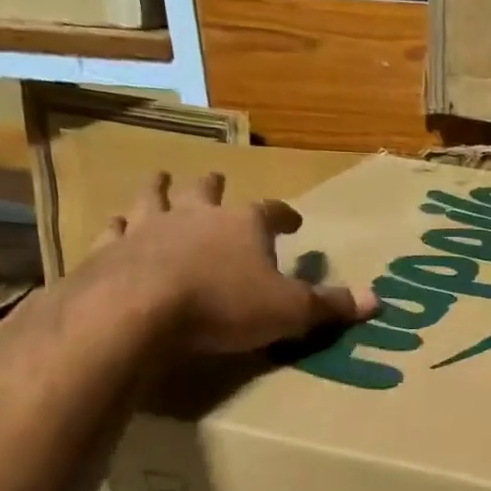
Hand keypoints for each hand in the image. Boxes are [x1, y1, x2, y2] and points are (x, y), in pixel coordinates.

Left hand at [92, 171, 376, 353]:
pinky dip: (118, 226)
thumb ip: (329, 305)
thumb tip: (377, 301)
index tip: (293, 220)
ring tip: (161, 179)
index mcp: (243, 224)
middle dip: (215, 186)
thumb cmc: (225, 305)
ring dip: (161, 190)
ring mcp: (150, 228)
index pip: (271, 211)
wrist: (140, 309)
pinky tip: (115, 224)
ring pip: (156, 198)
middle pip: (207, 191)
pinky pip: (116, 229)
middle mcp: (196, 215)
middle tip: (216, 179)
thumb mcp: (289, 311)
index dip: (284, 215)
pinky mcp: (112, 249)